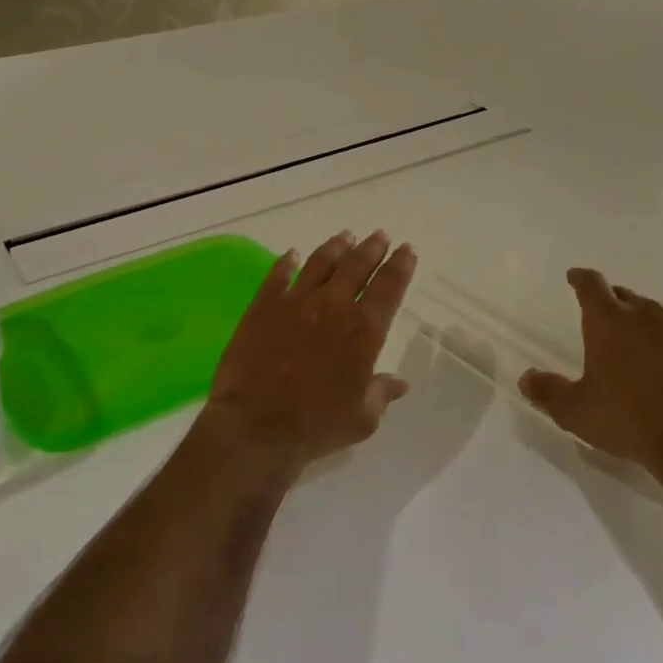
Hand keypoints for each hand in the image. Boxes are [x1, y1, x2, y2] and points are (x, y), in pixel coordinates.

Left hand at [201, 231, 417, 468]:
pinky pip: (278, 275)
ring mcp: (295, 301)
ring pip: (320, 262)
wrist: (256, 426)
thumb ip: (382, 393)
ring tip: (346, 236)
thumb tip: (400, 383)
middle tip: (380, 236)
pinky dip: (287, 262)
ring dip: (336, 247)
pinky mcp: (263, 305)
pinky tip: (292, 254)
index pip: (388, 288)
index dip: (400, 266)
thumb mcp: (362, 418)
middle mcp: (332, 306)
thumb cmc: (316, 426)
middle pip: (356, 266)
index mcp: (363, 330)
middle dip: (372, 248)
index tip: (406, 250)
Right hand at [518, 268, 662, 492]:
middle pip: (625, 297)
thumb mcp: (575, 411)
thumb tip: (526, 379)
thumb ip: (547, 391)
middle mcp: (647, 316)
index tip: (574, 277)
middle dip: (612, 303)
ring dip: (644, 326)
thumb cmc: (628, 420)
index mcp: (610, 321)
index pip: (591, 284)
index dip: (580, 278)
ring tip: (637, 350)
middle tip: (603, 322)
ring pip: (658, 317)